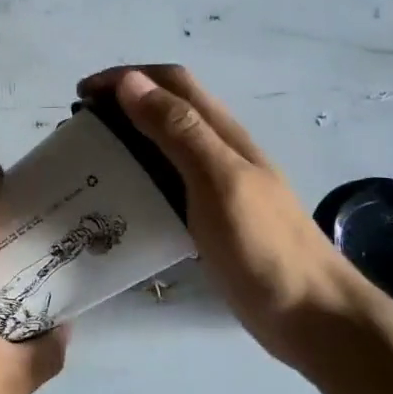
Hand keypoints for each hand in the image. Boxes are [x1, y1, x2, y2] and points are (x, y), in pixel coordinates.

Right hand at [79, 65, 391, 363]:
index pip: (171, 82)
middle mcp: (218, 150)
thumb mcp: (218, 180)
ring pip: (165, 145)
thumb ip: (178, 130)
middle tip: (80, 128)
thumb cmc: (264, 246)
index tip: (81, 94)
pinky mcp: (210, 218)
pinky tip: (121, 199)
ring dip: (127, 138)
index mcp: (222, 133)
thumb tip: (130, 82)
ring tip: (91, 159)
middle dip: (121, 103)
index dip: (126, 77)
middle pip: (167, 108)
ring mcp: (217, 185)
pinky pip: (167, 182)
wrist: (312, 316)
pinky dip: (138, 176)